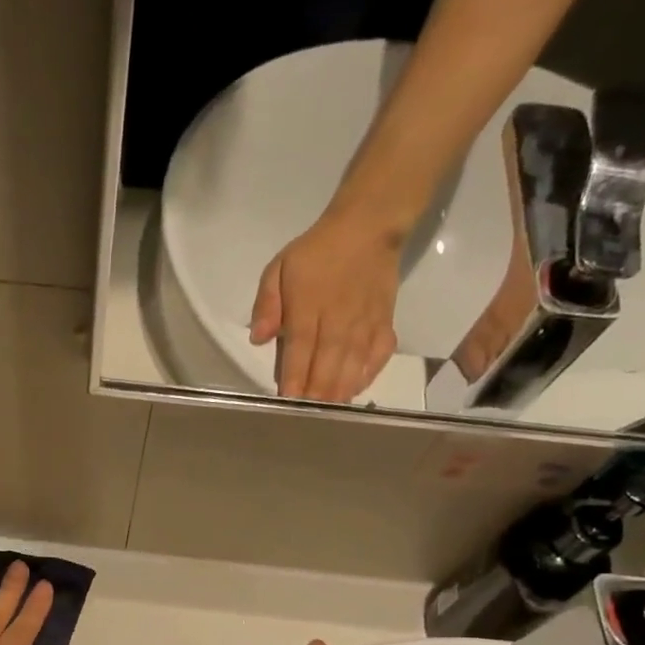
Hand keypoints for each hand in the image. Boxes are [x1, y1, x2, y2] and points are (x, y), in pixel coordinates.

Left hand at [249, 209, 403, 402]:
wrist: (368, 226)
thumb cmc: (316, 251)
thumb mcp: (279, 268)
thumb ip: (267, 304)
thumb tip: (258, 338)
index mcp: (309, 308)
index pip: (300, 350)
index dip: (294, 379)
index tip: (287, 401)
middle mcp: (338, 320)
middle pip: (327, 365)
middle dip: (315, 394)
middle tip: (305, 417)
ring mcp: (365, 323)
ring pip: (352, 366)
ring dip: (339, 393)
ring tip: (327, 414)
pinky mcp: (385, 323)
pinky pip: (379, 356)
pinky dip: (367, 376)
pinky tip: (355, 390)